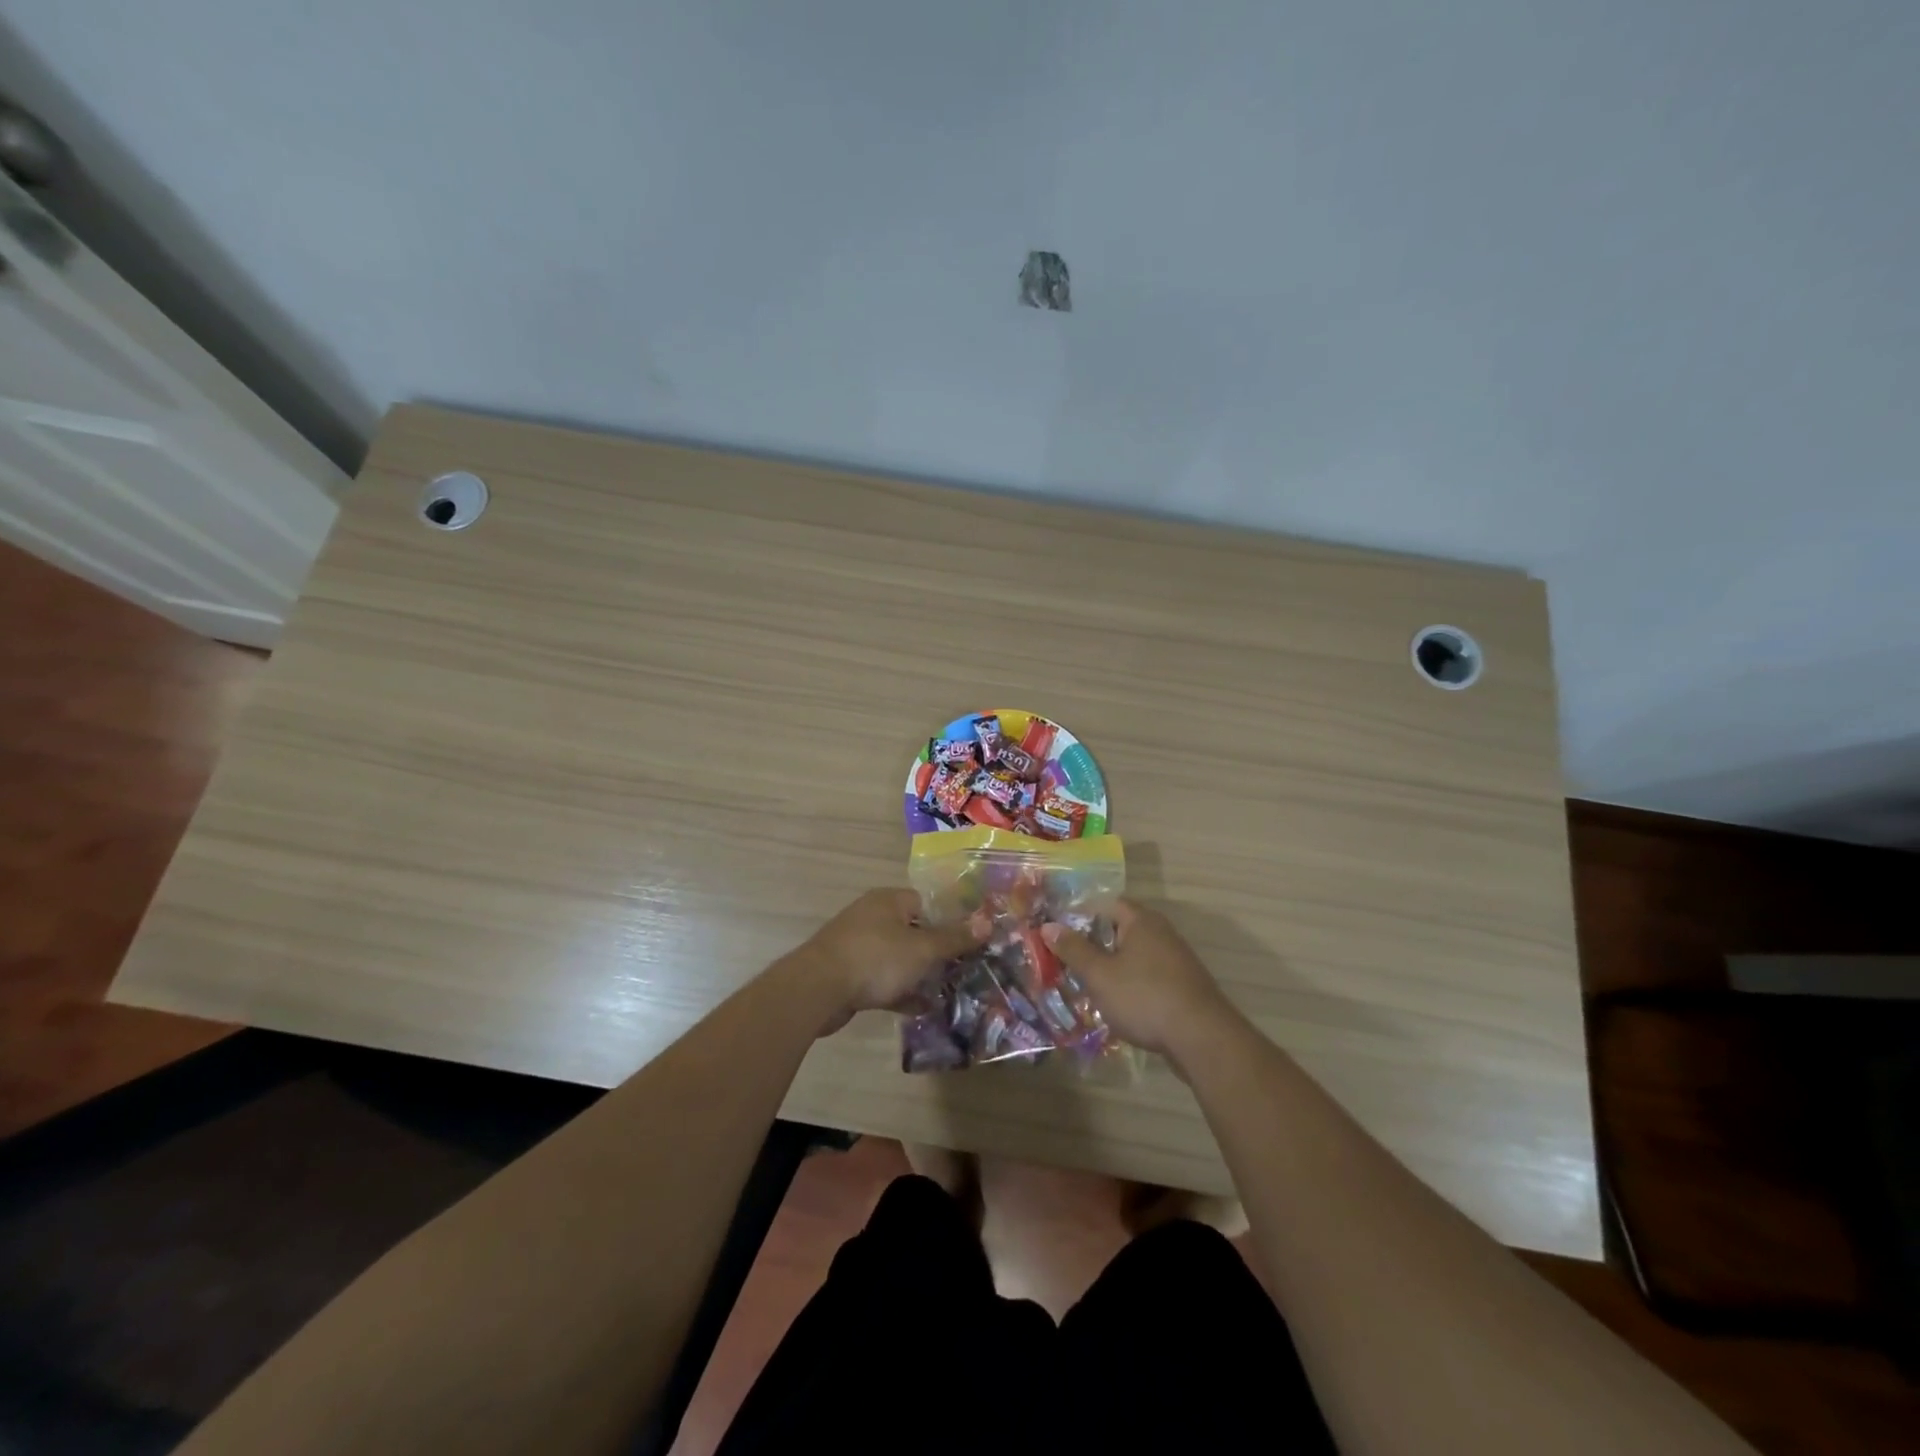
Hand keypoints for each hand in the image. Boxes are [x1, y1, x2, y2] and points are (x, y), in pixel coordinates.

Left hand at [796, 889, 987, 1033]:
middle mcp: (873, 917)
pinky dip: (901, 992)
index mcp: (889, 901)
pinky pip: (883, 980)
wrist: (817, 990)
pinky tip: (923, 1009)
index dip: (950, 919)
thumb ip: (954, 938)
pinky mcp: (849, 974)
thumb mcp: (922, 948)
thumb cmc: (876, 958)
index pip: (926, 902)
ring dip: (920, 974)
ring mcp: (858, 946)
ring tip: (949, 991)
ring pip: (899, 958)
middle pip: (914, 930)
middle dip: (937, 950)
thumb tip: (986, 922)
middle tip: (964, 968)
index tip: (971, 940)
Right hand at [1042, 899, 1238, 1059]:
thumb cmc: (1144, 997)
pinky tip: (1117, 1004)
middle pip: (1120, 929)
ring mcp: (1176, 959)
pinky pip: (1148, 975)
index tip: (1058, 933)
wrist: (1202, 1038)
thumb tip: (1048, 925)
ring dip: (1112, 966)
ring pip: (1134, 955)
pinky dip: (1131, 984)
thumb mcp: (1099, 975)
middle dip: (1093, 944)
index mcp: (1141, 920)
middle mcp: (1161, 932)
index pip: (1105, 904)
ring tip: (1086, 984)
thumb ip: (1073, 949)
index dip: (1080, 915)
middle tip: (1067, 960)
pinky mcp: (1183, 985)